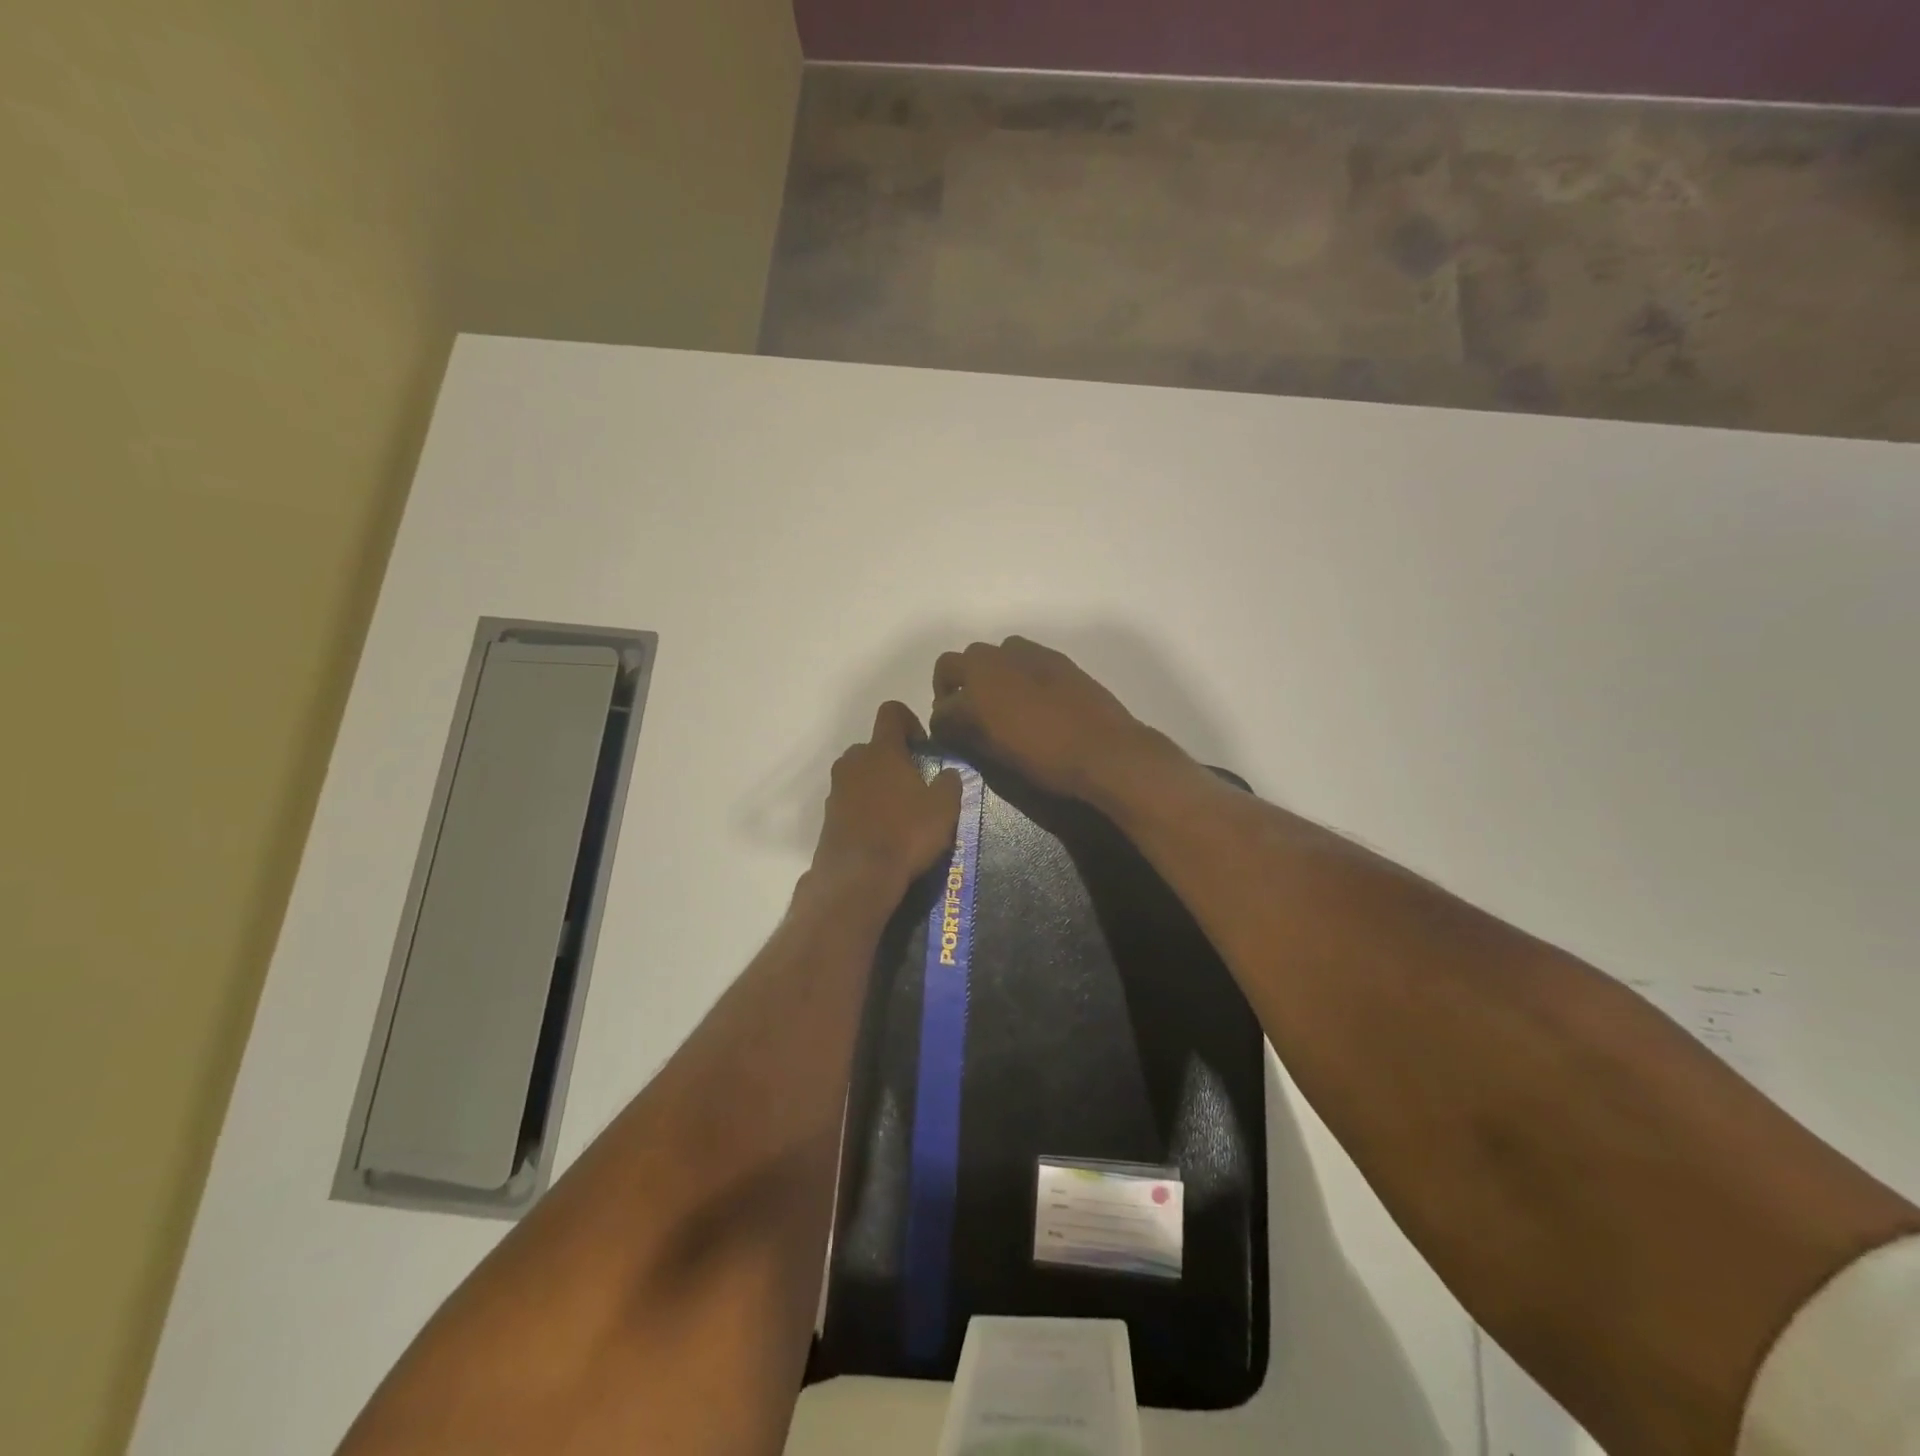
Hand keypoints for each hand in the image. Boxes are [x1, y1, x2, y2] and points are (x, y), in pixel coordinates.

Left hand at [810, 701, 961, 896]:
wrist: (858, 877)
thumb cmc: (906, 834)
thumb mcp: (944, 808)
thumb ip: (950, 783)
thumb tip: (948, 773)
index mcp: (882, 750)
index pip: (891, 712)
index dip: (910, 721)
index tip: (923, 747)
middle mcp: (854, 761)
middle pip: (874, 746)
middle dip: (894, 759)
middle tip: (915, 785)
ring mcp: (836, 789)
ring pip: (860, 774)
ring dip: (878, 784)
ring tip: (899, 813)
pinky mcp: (828, 816)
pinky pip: (850, 800)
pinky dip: (865, 808)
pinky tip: (882, 833)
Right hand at [929, 636, 1171, 804]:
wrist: (1104, 749)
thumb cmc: (1046, 761)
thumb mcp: (997, 757)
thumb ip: (969, 737)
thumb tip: (956, 730)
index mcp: (973, 694)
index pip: (940, 708)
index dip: (941, 725)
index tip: (949, 737)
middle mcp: (991, 664)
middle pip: (951, 664)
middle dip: (951, 686)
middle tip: (964, 712)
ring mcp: (1022, 655)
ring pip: (986, 654)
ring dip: (982, 673)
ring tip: (998, 700)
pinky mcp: (1050, 656)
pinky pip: (1018, 655)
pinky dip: (1013, 670)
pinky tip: (1029, 695)